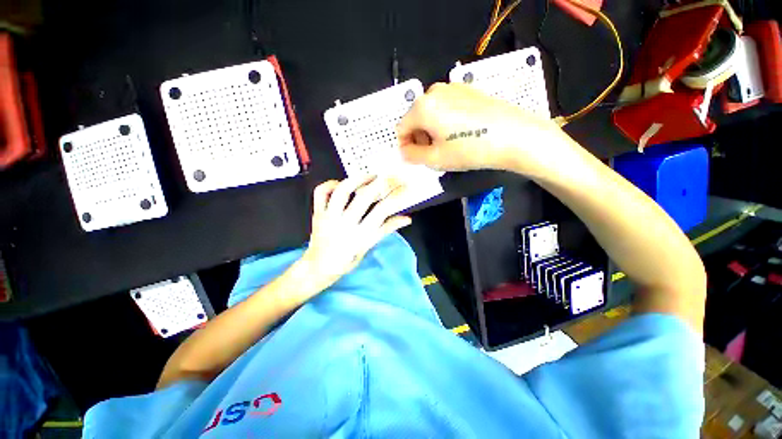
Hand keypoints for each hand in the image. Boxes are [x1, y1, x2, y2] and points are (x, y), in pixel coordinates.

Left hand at [300, 176, 412, 289]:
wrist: (319, 267)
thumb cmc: (348, 259)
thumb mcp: (369, 245)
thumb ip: (387, 229)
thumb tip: (407, 218)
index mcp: (361, 234)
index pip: (382, 210)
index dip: (395, 196)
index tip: (404, 186)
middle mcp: (346, 223)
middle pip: (364, 197)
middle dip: (381, 183)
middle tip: (390, 176)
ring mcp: (329, 217)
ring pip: (342, 191)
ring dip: (358, 179)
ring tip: (370, 176)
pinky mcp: (317, 213)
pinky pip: (321, 193)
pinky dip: (330, 184)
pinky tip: (340, 183)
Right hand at [396, 83, 564, 173]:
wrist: (513, 135)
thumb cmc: (470, 149)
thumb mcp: (435, 159)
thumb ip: (412, 156)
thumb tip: (404, 151)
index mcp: (422, 107)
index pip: (401, 128)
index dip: (405, 146)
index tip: (416, 158)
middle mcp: (434, 91)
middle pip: (415, 119)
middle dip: (419, 138)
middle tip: (433, 154)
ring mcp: (452, 88)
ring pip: (430, 113)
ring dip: (431, 131)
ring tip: (448, 146)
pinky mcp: (467, 90)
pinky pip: (445, 108)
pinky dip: (445, 122)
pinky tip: (460, 134)